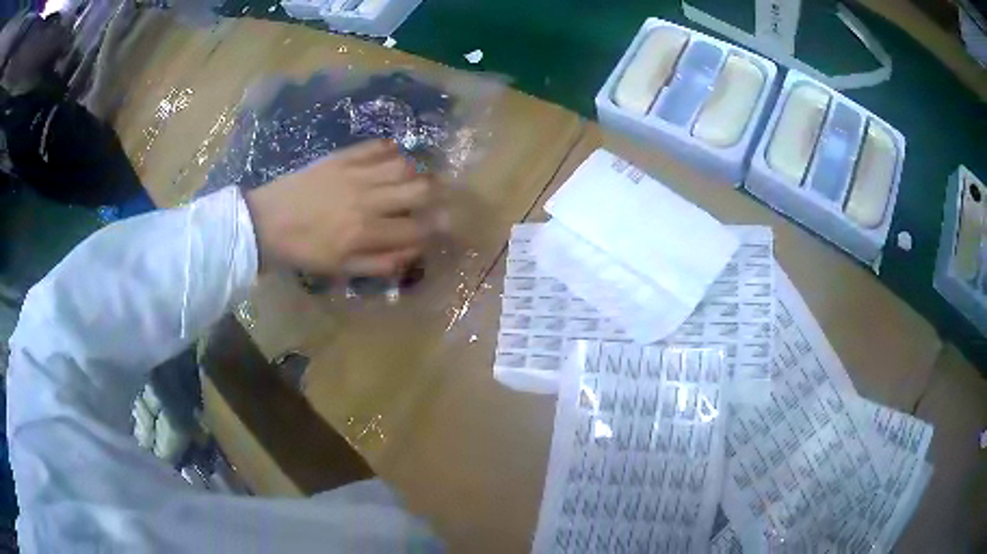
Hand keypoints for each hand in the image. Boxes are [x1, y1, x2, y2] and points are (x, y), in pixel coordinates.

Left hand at [245, 140, 442, 276]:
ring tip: (412, 178)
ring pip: (403, 165)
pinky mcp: (342, 157)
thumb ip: (378, 263)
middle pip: (419, 190)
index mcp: (367, 232)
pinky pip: (377, 146)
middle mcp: (368, 199)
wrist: (265, 223)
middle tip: (437, 197)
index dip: (437, 228)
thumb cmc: (303, 251)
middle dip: (436, 195)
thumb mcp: (339, 269)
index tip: (445, 225)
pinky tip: (392, 156)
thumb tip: (412, 253)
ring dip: (415, 172)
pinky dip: (391, 150)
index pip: (417, 228)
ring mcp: (355, 173)